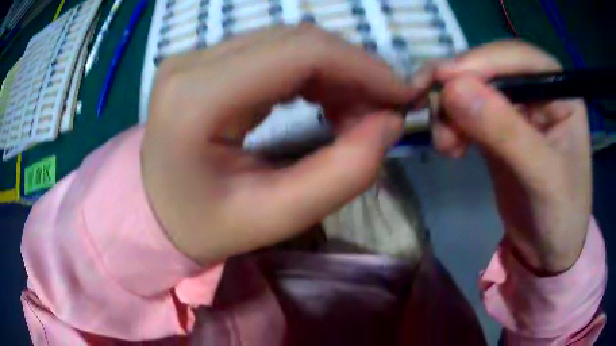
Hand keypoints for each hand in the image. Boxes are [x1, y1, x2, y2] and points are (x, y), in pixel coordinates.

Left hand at [141, 26, 412, 264]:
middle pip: (296, 40)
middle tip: (381, 112)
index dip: (363, 66)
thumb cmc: (202, 225)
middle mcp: (193, 63)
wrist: (156, 211)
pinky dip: (313, 71)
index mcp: (196, 99)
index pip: (299, 52)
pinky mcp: (205, 61)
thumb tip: (389, 124)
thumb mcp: (273, 218)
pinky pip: (274, 50)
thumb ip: (341, 174)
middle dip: (354, 70)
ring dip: (336, 71)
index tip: (402, 96)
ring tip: (354, 113)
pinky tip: (325, 101)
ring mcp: (196, 57)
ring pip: (289, 41)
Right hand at [412, 40, 591, 273]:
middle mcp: (538, 92)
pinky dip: (451, 124)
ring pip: (473, 89)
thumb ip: (505, 132)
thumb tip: (452, 89)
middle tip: (435, 114)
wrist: (547, 252)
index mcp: (560, 92)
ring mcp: (516, 109)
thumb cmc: (561, 216)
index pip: (520, 58)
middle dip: (460, 87)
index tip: (444, 78)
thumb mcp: (543, 177)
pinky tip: (449, 148)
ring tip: (444, 144)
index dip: (483, 60)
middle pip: (491, 69)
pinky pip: (467, 113)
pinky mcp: (497, 129)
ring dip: (451, 109)